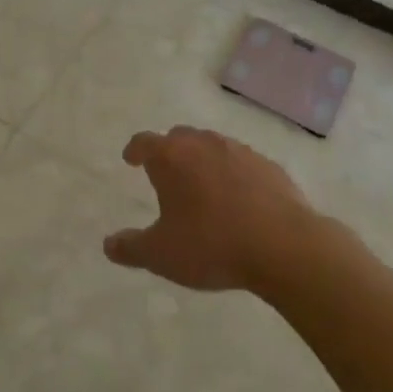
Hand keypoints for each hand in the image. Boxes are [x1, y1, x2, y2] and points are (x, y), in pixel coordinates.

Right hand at [102, 126, 315, 291]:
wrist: (283, 246)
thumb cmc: (212, 245)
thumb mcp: (162, 255)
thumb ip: (131, 248)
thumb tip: (108, 245)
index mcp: (171, 157)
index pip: (144, 142)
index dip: (135, 149)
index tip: (130, 158)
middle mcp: (203, 144)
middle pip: (179, 137)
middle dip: (169, 151)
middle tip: (166, 172)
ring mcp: (239, 151)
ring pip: (212, 146)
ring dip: (202, 160)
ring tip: (202, 186)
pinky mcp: (268, 166)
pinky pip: (242, 163)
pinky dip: (234, 174)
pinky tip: (239, 199)